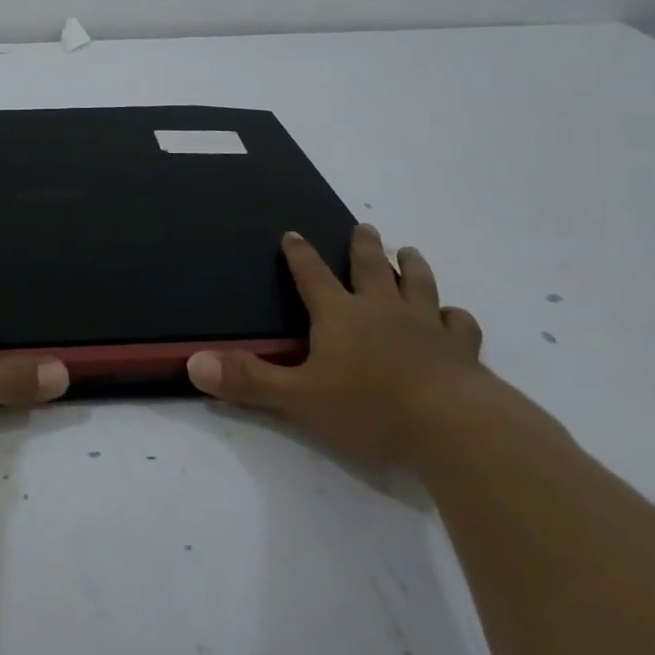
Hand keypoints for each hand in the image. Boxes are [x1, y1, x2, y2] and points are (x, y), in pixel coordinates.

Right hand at [186, 224, 486, 463]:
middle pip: (370, 268)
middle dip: (364, 247)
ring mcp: (426, 327)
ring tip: (409, 252)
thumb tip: (193, 363)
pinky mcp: (462, 351)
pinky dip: (455, 316)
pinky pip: (459, 324)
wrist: (454, 426)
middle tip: (366, 227)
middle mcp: (381, 310)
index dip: (300, 255)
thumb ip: (248, 380)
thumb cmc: (369, 407)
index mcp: (339, 315)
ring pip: (418, 286)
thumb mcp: (298, 397)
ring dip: (412, 267)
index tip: (294, 233)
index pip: (312, 275)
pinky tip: (454, 315)